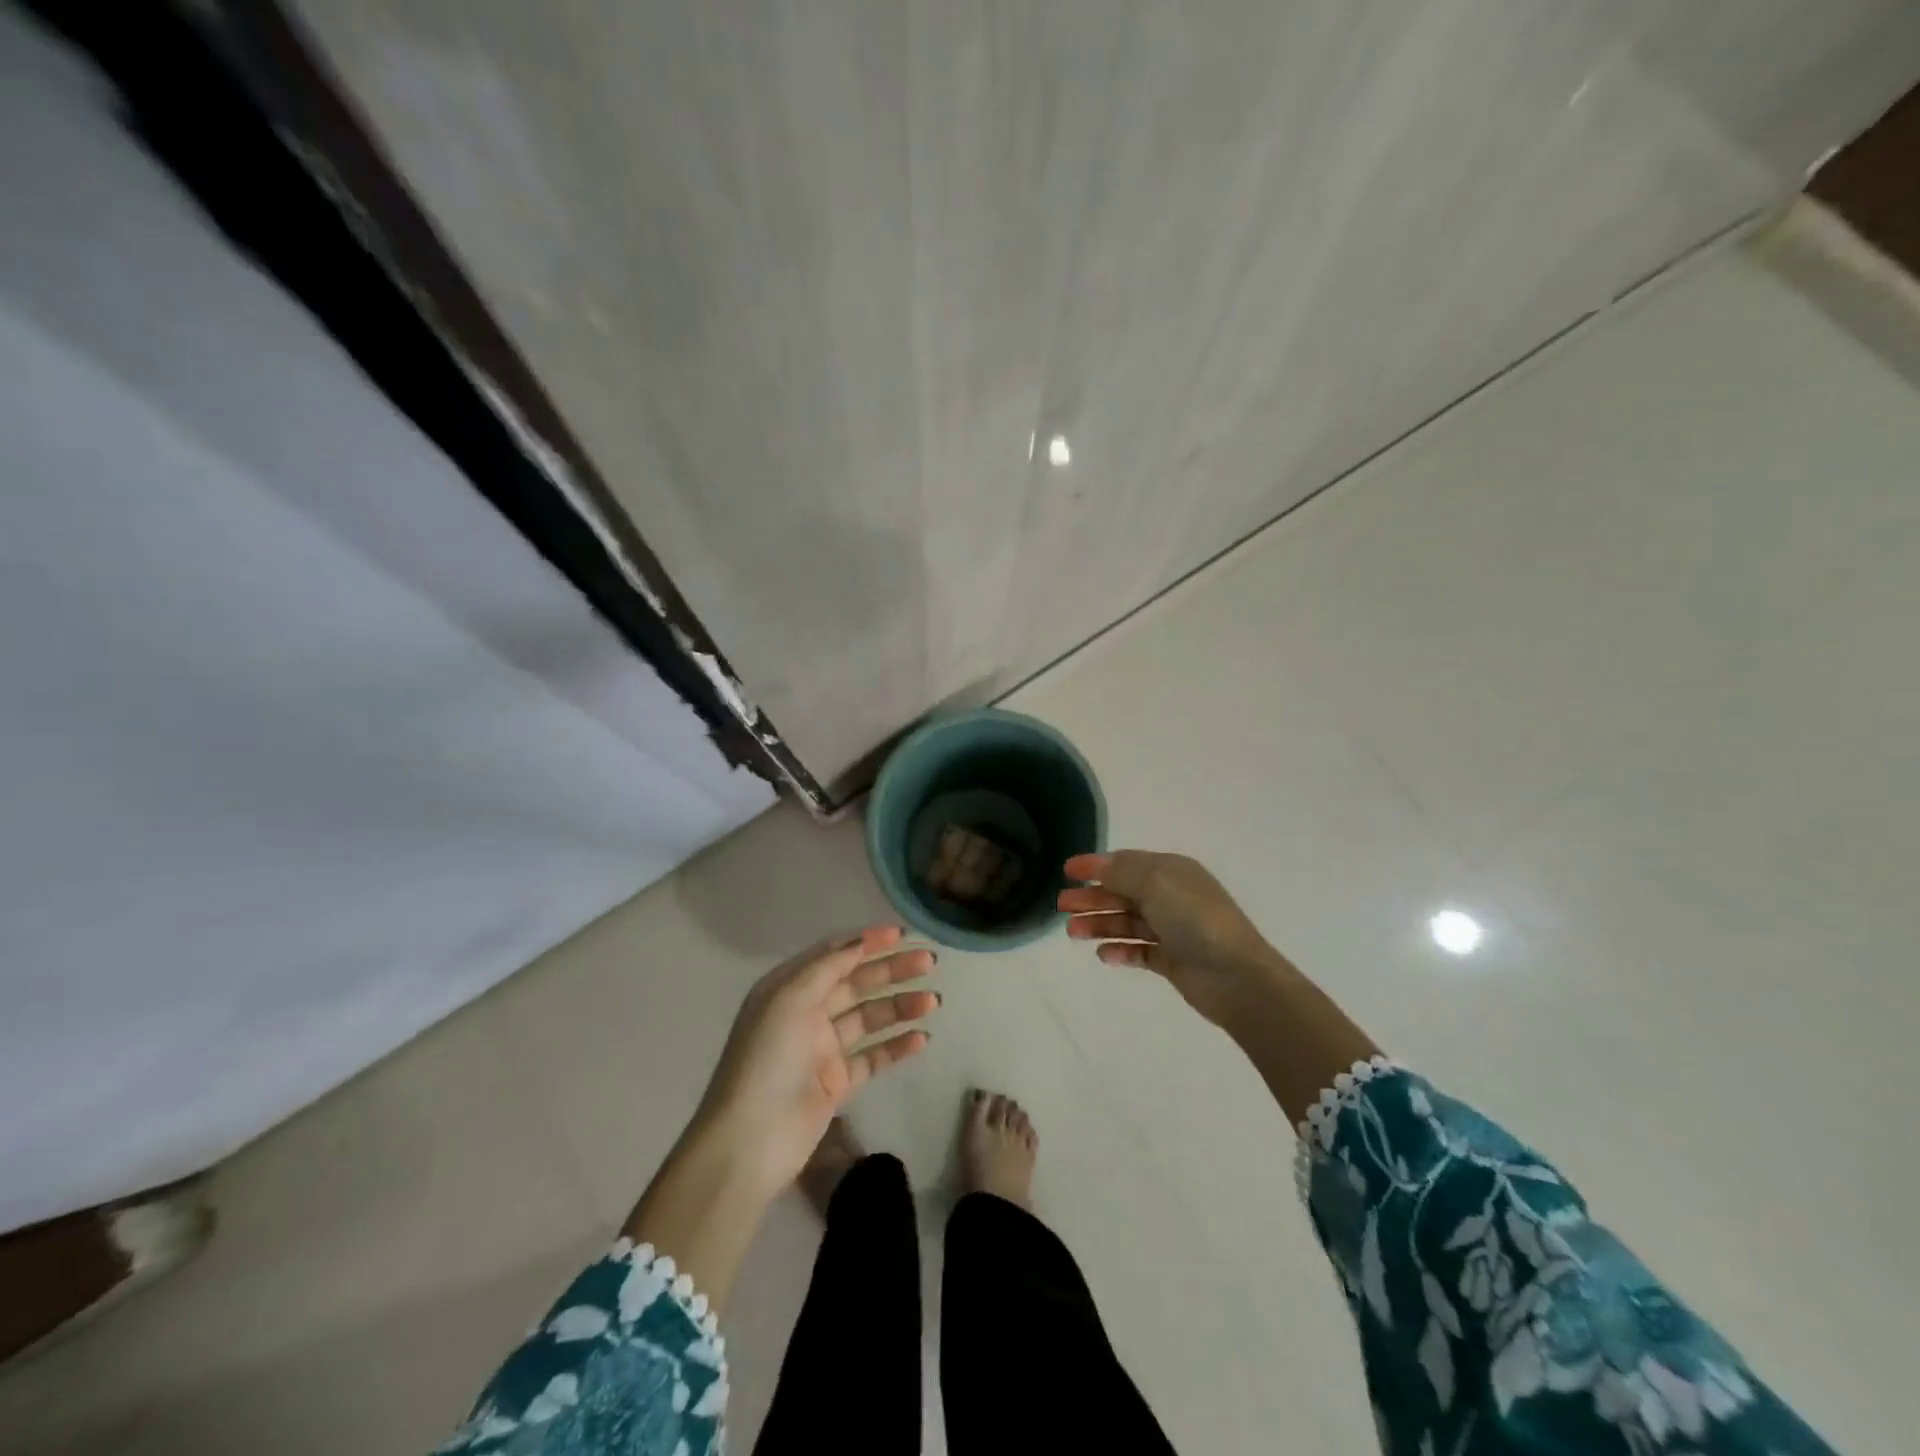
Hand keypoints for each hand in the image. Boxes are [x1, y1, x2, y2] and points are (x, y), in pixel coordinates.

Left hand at [693, 925, 937, 1198]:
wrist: (749, 1143)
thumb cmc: (766, 1060)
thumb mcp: (790, 1000)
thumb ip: (827, 967)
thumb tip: (861, 942)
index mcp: (788, 989)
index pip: (833, 954)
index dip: (867, 942)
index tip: (902, 935)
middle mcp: (805, 1013)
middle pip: (856, 983)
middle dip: (892, 970)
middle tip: (929, 963)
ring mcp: (822, 1050)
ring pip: (868, 1018)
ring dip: (900, 1006)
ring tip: (934, 1001)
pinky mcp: (836, 1084)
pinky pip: (872, 1057)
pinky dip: (896, 1046)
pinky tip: (922, 1038)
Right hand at [1059, 851, 1288, 1029]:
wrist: (1236, 976)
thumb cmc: (1195, 919)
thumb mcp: (1156, 882)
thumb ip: (1121, 872)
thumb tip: (1095, 864)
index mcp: (1171, 872)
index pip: (1126, 863)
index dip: (1095, 866)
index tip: (1066, 871)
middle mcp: (1171, 897)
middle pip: (1123, 892)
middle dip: (1092, 897)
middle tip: (1061, 906)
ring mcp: (1172, 930)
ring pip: (1127, 922)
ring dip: (1099, 924)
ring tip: (1073, 932)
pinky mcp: (1172, 960)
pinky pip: (1138, 951)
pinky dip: (1120, 950)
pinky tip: (1103, 955)